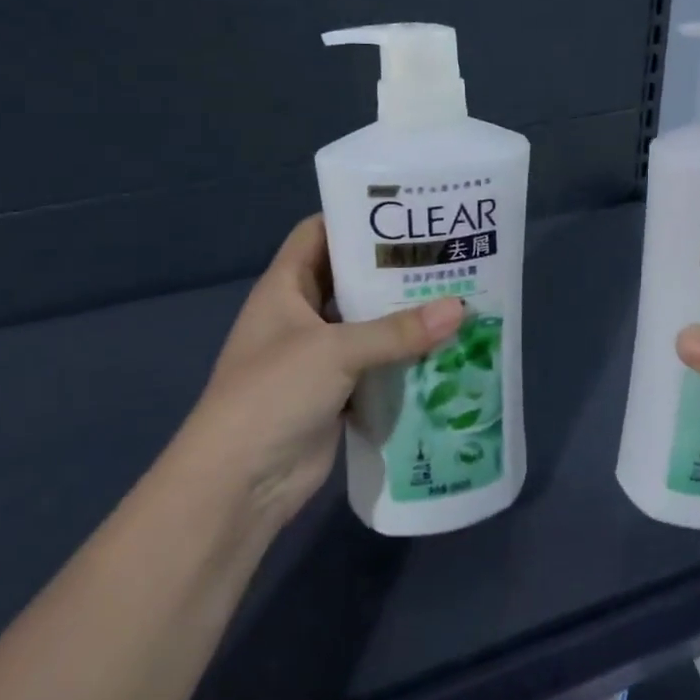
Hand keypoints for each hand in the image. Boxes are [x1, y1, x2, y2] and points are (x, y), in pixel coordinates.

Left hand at [181, 215, 464, 527]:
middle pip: (351, 278)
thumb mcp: (334, 351)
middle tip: (447, 253)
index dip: (356, 218)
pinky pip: (377, 364)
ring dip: (405, 316)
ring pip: (368, 324)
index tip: (408, 212)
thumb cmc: (272, 396)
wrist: (238, 487)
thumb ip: (398, 330)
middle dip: (394, 268)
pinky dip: (405, 358)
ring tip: (457, 294)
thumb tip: (461, 309)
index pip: (319, 233)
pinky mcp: (337, 392)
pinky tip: (444, 348)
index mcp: (285, 288)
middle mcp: (301, 315)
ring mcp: (318, 357)